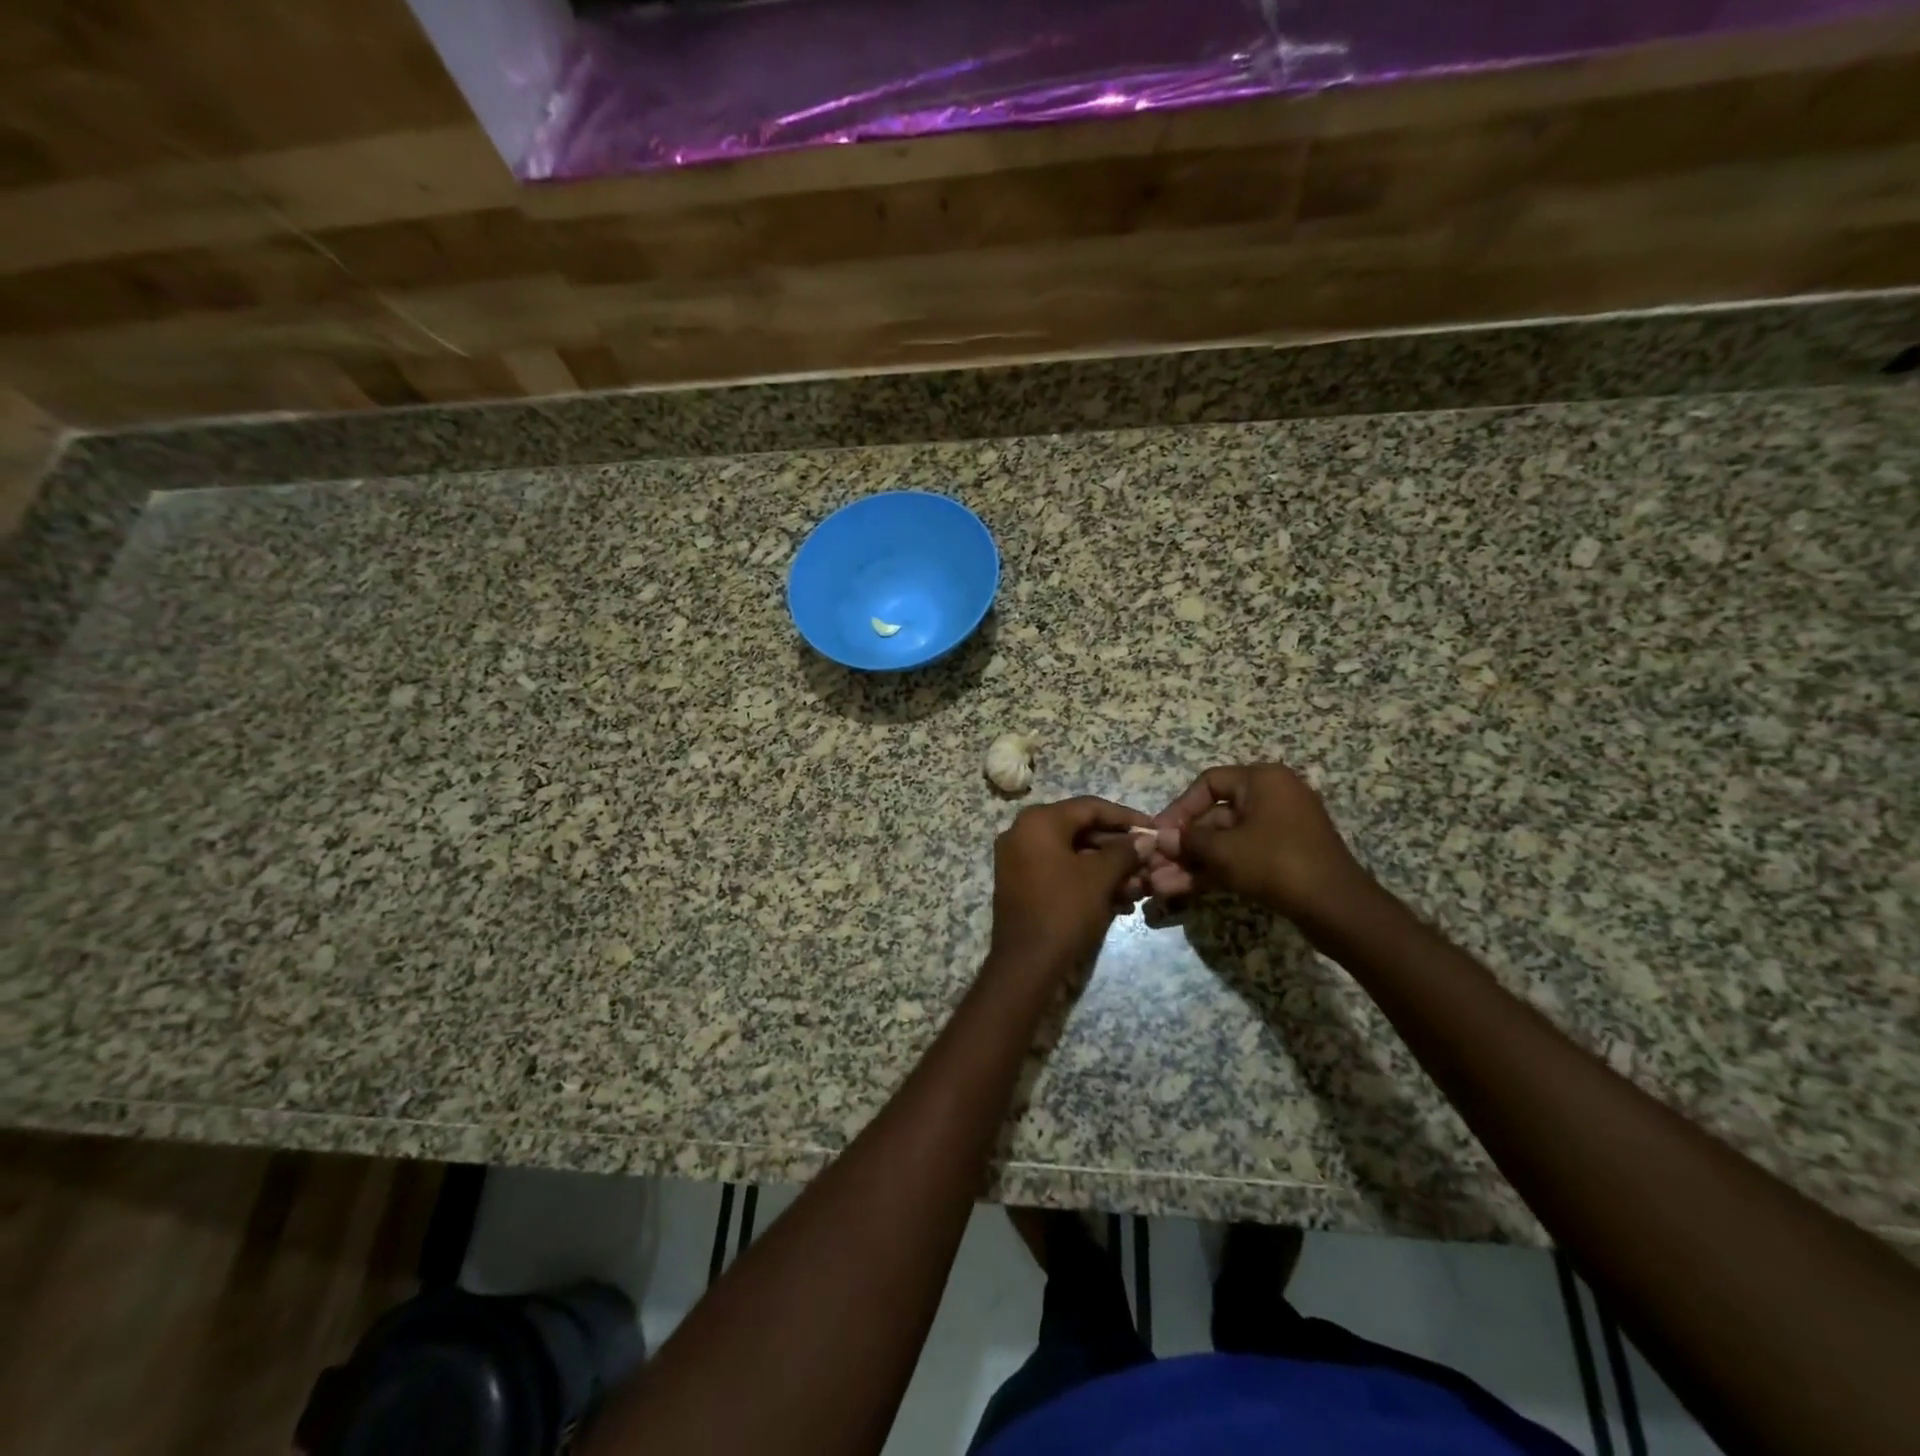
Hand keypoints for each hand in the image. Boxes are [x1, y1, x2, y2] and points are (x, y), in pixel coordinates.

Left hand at [989, 796, 1152, 979]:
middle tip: (1150, 863)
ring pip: (1074, 855)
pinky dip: (1089, 881)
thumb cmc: (1064, 910)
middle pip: (1081, 831)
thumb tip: (1145, 840)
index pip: (1090, 807)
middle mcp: (1023, 833)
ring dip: (1108, 869)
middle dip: (1119, 849)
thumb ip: (1125, 852)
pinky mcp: (1022, 885)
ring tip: (1141, 888)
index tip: (1154, 829)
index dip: (1126, 818)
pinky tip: (1120, 901)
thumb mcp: (1100, 878)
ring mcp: (1019, 860)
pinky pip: (1061, 872)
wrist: (1026, 964)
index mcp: (1038, 822)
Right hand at [1145, 764, 1379, 933]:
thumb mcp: (1223, 850)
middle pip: (1215, 815)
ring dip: (1194, 862)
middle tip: (1157, 864)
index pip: (1209, 783)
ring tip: (1163, 884)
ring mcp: (1280, 829)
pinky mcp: (1284, 857)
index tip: (1160, 833)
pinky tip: (1185, 889)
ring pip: (1226, 841)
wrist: (1336, 908)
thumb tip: (1162, 840)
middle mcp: (1273, 797)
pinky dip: (1216, 870)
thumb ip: (1188, 841)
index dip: (1179, 808)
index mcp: (1263, 780)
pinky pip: (1242, 856)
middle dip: (1184, 844)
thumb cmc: (1275, 863)